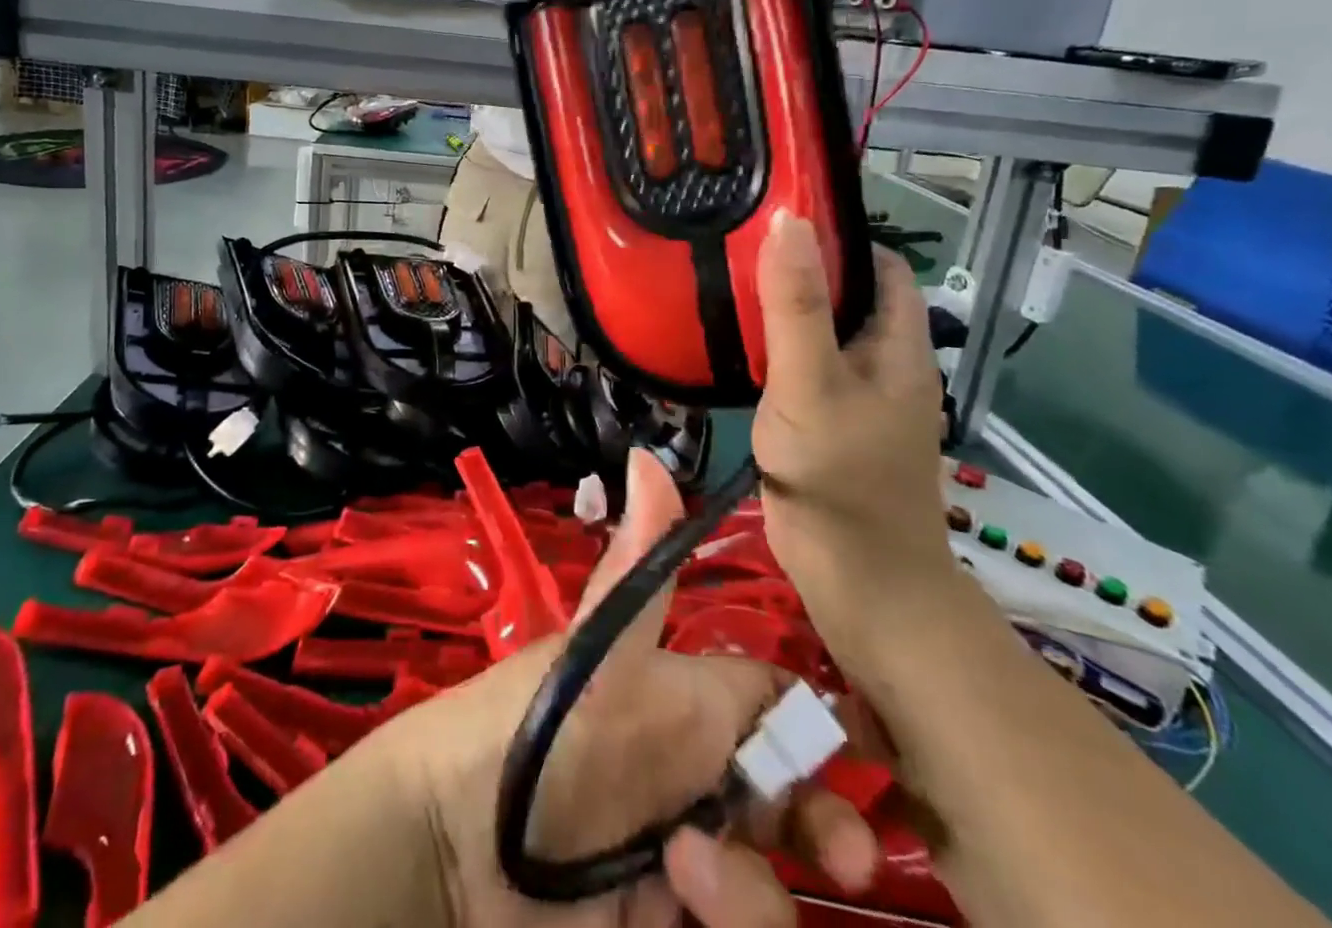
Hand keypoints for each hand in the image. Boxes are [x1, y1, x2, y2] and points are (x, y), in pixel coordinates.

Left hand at [375, 450, 879, 927]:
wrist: (459, 844)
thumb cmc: (542, 730)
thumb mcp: (603, 651)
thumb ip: (640, 568)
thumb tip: (647, 452)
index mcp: (689, 706)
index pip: (775, 707)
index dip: (820, 731)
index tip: (872, 763)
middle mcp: (695, 778)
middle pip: (792, 804)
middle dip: (828, 830)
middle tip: (848, 858)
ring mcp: (685, 857)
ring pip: (768, 881)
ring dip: (752, 892)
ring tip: (689, 877)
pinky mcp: (665, 922)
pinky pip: (731, 924)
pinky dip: (726, 921)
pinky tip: (671, 910)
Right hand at [751, 216, 962, 672]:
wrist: (860, 589)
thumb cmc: (841, 480)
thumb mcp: (812, 384)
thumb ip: (795, 306)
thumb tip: (788, 219)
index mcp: (899, 345)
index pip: (880, 266)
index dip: (839, 236)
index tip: (779, 215)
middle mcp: (884, 364)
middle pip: (847, 296)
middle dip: (800, 267)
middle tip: (734, 243)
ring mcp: (855, 398)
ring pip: (820, 333)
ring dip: (782, 308)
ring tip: (722, 281)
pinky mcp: (827, 425)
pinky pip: (801, 369)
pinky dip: (772, 349)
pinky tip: (732, 346)